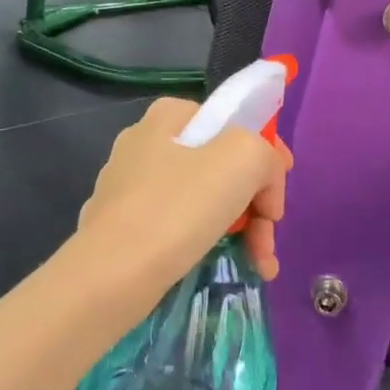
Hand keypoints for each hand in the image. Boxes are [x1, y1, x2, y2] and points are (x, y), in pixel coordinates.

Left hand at [76, 99, 290, 300]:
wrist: (111, 274)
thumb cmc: (178, 207)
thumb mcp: (242, 158)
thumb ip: (265, 155)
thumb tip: (263, 184)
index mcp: (170, 115)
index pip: (236, 125)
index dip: (268, 159)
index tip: (278, 202)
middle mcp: (146, 142)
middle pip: (223, 166)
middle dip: (256, 205)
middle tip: (268, 242)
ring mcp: (130, 185)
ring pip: (204, 200)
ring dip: (241, 230)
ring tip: (261, 267)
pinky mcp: (122, 225)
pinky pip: (179, 227)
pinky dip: (208, 244)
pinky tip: (228, 267)